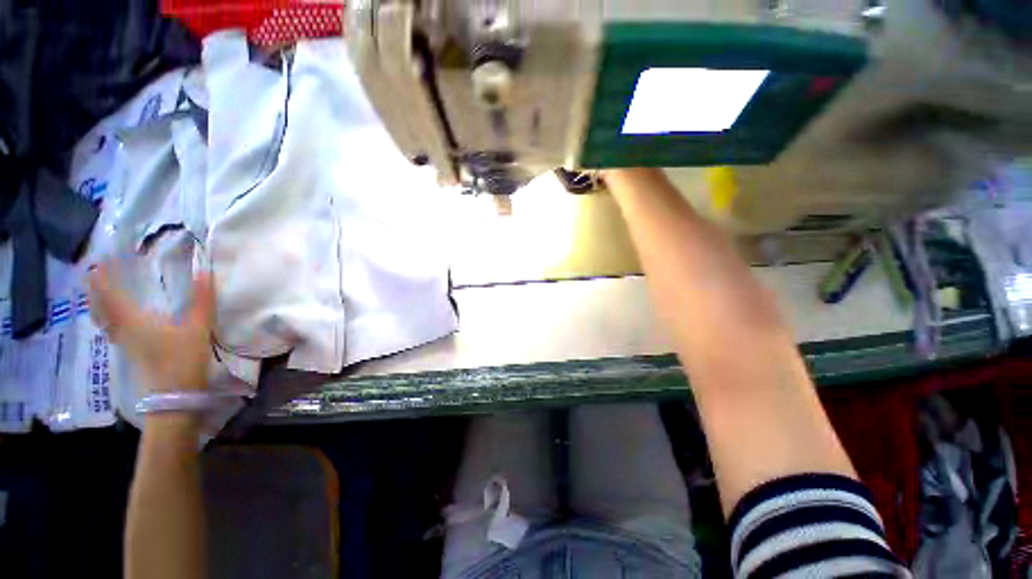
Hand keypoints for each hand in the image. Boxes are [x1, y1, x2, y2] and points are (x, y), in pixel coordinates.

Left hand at [89, 263, 213, 392]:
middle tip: (96, 274)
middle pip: (100, 307)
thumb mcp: (197, 328)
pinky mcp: (131, 353)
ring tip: (101, 292)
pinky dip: (107, 318)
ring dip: (99, 304)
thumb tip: (205, 272)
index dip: (104, 277)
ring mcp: (124, 343)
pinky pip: (111, 329)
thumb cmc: (182, 360)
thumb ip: (201, 301)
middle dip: (96, 290)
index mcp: (133, 320)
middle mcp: (122, 329)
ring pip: (104, 320)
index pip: (110, 294)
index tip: (101, 261)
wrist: (174, 396)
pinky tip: (115, 319)